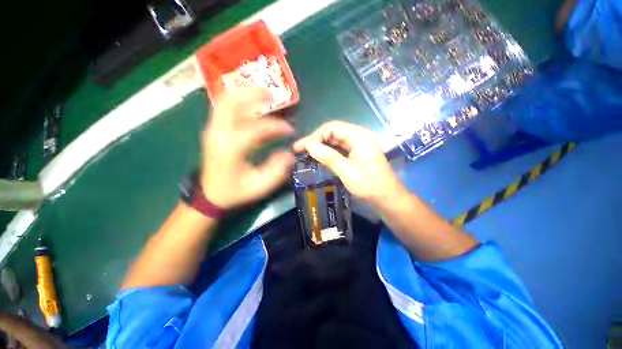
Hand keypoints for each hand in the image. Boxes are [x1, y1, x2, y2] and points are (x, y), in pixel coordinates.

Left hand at [201, 88, 294, 209]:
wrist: (209, 195)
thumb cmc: (235, 192)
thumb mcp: (259, 186)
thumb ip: (276, 171)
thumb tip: (289, 154)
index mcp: (231, 149)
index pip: (256, 128)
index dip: (277, 126)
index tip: (290, 130)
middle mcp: (218, 134)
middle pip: (231, 102)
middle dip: (253, 94)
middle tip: (272, 93)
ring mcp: (213, 130)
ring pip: (225, 101)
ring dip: (244, 93)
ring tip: (263, 92)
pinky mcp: (213, 131)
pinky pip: (224, 108)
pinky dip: (237, 100)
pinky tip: (250, 102)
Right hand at [293, 121, 402, 204]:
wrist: (387, 199)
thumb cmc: (369, 185)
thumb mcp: (347, 171)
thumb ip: (328, 156)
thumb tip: (308, 145)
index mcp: (359, 135)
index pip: (332, 127)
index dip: (315, 136)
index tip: (302, 147)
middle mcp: (358, 136)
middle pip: (332, 132)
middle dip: (315, 140)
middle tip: (299, 149)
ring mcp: (357, 145)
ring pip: (334, 141)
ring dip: (320, 146)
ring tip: (304, 153)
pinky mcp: (356, 154)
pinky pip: (338, 149)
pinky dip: (327, 152)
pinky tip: (317, 157)